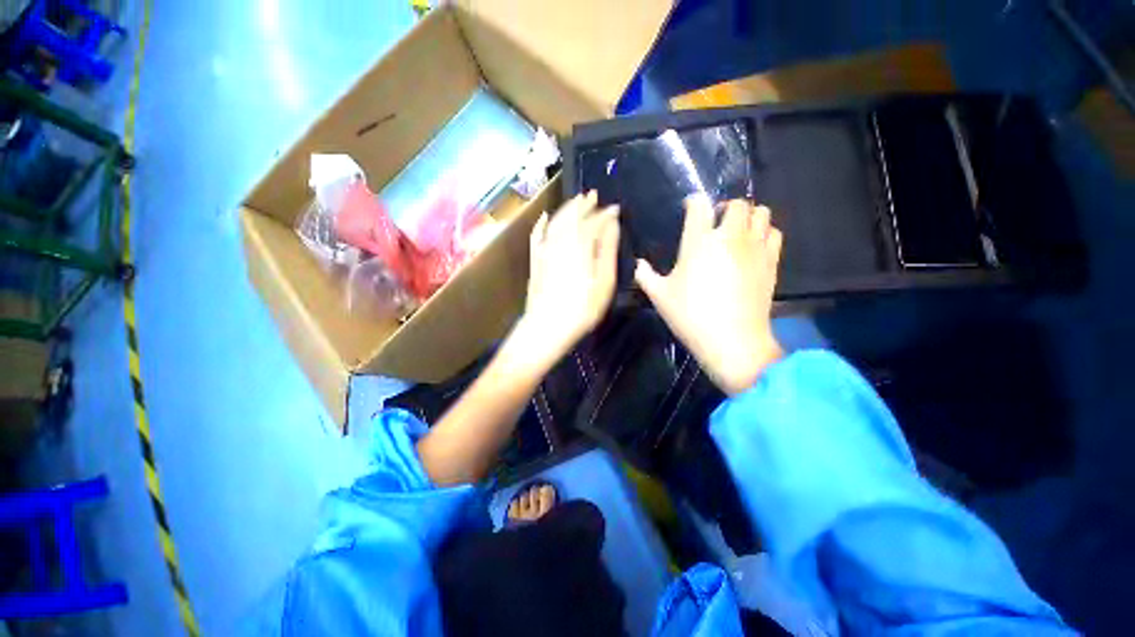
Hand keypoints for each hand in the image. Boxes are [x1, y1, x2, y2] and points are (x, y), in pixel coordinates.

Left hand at [512, 191, 618, 371]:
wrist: (547, 327)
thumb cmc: (582, 307)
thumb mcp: (603, 281)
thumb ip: (607, 249)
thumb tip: (612, 223)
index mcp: (580, 244)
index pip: (594, 221)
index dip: (605, 213)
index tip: (615, 208)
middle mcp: (560, 240)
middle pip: (572, 216)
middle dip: (584, 204)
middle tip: (593, 195)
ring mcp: (545, 249)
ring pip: (555, 221)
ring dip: (566, 209)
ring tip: (576, 201)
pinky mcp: (535, 260)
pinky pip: (537, 235)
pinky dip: (541, 224)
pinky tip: (543, 217)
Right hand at [635, 197, 783, 394]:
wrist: (732, 340)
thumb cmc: (690, 315)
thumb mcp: (659, 296)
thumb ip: (645, 275)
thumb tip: (638, 264)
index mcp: (698, 242)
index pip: (699, 205)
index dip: (693, 202)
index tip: (689, 209)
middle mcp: (730, 237)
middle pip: (737, 203)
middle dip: (725, 208)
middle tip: (714, 224)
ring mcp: (755, 248)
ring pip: (761, 213)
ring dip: (748, 217)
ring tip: (736, 232)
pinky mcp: (771, 261)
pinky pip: (775, 233)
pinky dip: (765, 233)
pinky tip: (753, 248)